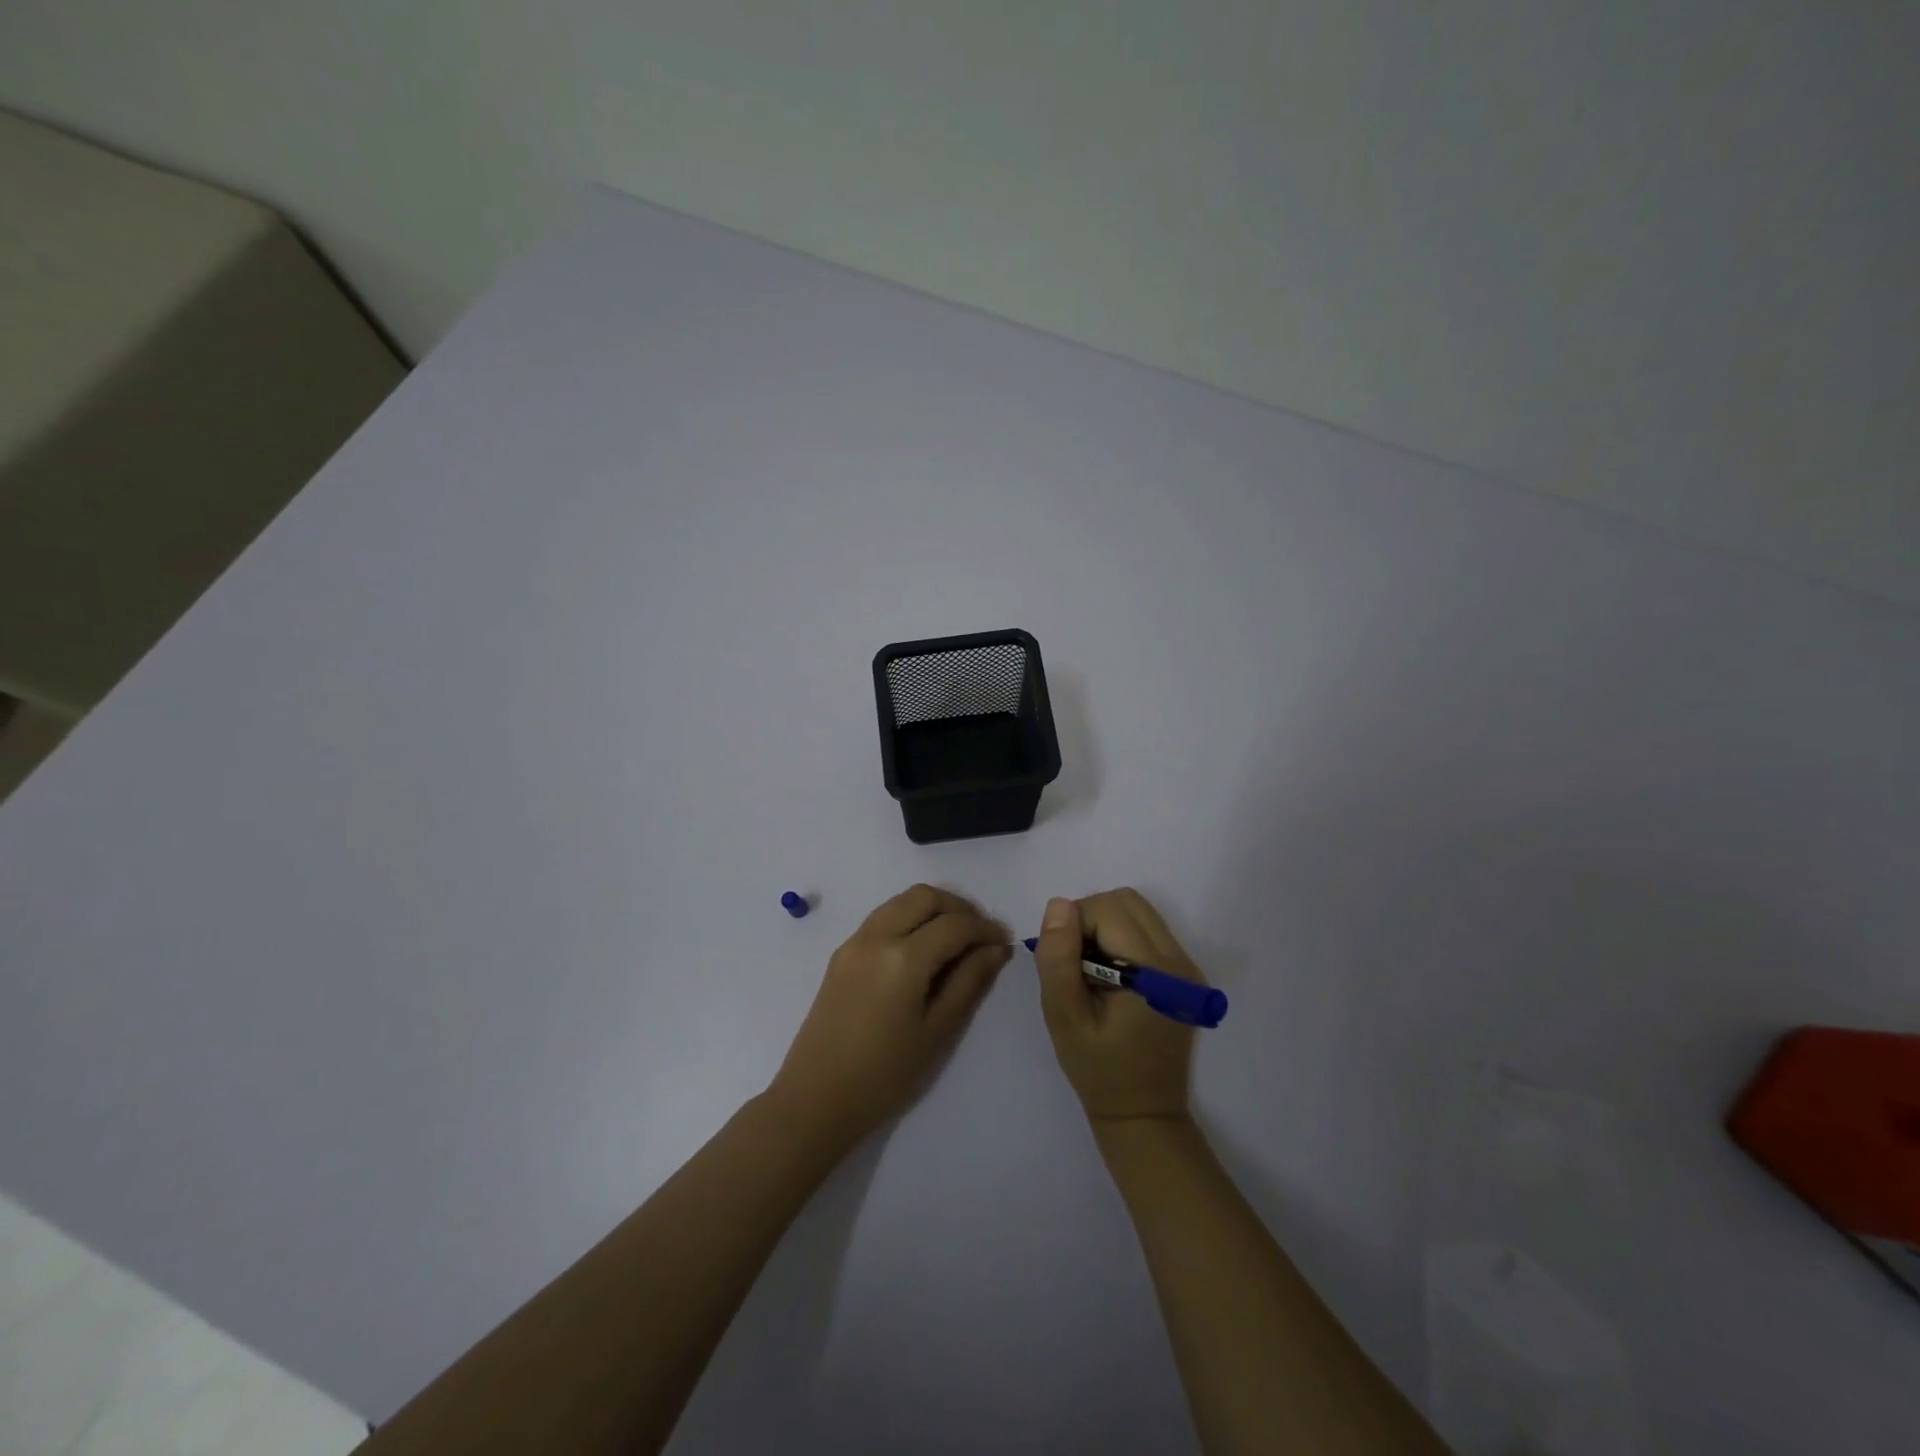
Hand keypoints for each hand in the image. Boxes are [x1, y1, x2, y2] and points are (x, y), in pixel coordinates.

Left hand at [767, 884, 1009, 1149]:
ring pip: (900, 901)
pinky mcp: (842, 954)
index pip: (954, 924)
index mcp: (903, 957)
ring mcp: (854, 942)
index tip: (1005, 941)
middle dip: (959, 908)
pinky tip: (922, 949)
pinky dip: (908, 919)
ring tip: (955, 939)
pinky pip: (882, 917)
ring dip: (932, 909)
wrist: (816, 1099)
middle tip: (980, 935)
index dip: (985, 928)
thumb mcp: (937, 1031)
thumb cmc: (885, 1075)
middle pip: (924, 897)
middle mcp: (876, 936)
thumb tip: (996, 949)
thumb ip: (969, 982)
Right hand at [1033, 889, 1201, 1124]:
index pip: (1108, 910)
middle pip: (1126, 901)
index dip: (1074, 925)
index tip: (1063, 963)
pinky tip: (1108, 977)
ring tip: (1090, 971)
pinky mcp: (1182, 974)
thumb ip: (1059, 959)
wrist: (1143, 1114)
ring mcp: (1185, 966)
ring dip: (1103, 926)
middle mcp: (1178, 960)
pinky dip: (1118, 939)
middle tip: (1074, 963)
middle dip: (1089, 919)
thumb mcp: (1064, 1018)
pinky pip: (1145, 930)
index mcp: (1155, 973)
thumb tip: (1059, 905)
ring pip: (1136, 912)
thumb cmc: (1099, 1071)